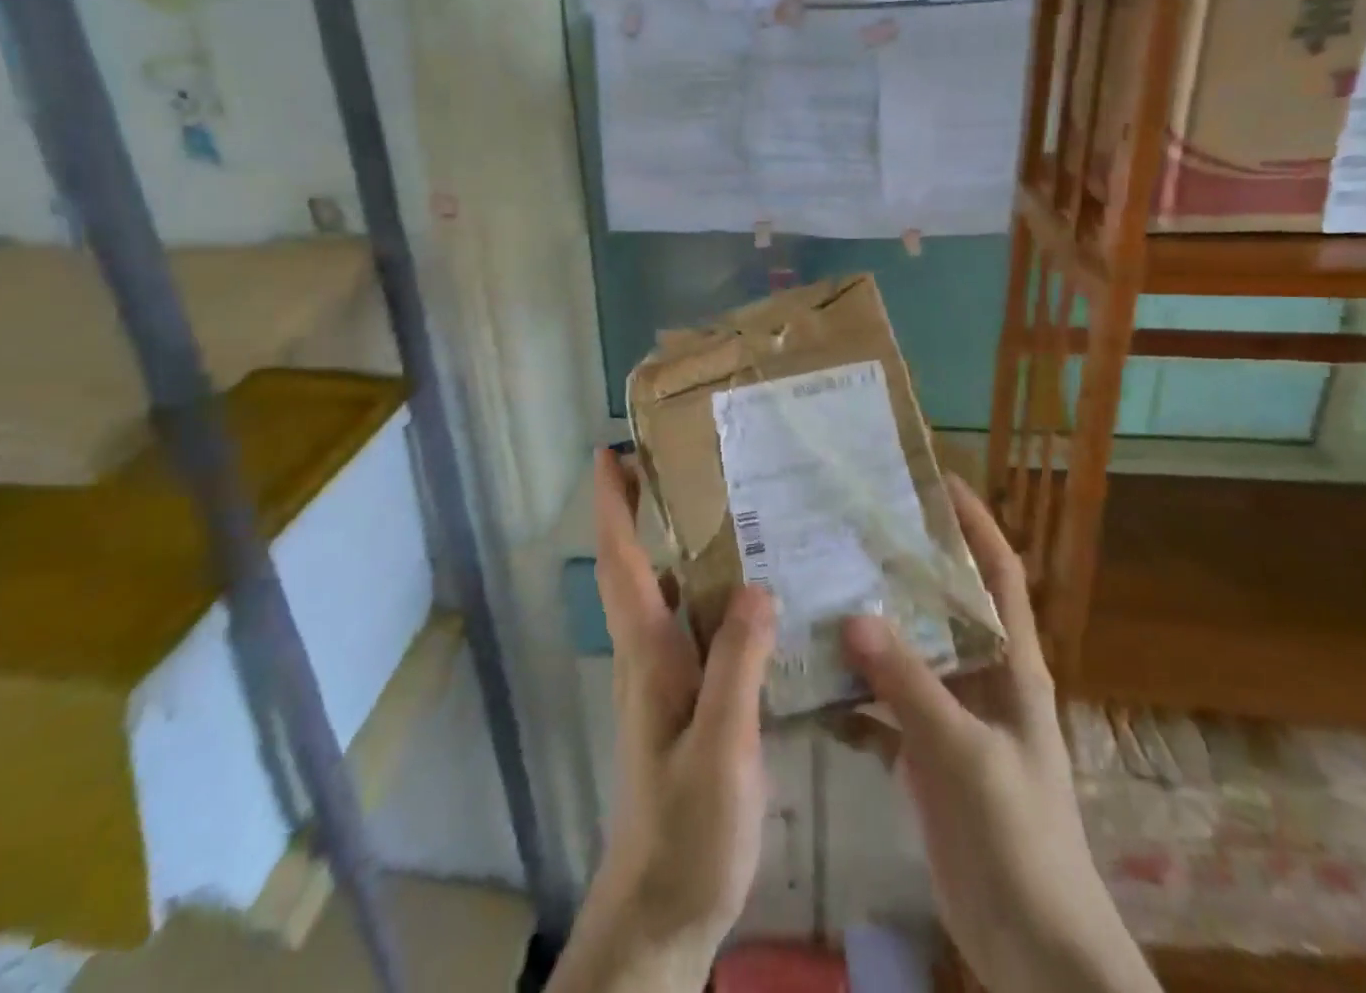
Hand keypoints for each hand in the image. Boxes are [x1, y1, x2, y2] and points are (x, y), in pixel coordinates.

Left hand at [550, 447, 776, 992]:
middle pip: (635, 566)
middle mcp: (647, 653)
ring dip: (674, 546)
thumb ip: (737, 667)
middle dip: (640, 510)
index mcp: (647, 653)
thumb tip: (756, 585)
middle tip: (679, 462)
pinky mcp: (683, 700)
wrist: (662, 912)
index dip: (612, 506)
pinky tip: (752, 594)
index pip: (621, 562)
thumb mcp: (720, 749)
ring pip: (662, 593)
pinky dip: (706, 593)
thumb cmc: (687, 830)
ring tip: (726, 509)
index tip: (609, 454)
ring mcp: (662, 679)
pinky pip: (691, 626)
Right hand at [842, 476, 1159, 992]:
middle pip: (943, 604)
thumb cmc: (1020, 838)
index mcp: (1012, 664)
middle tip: (850, 530)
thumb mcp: (966, 754)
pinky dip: (853, 696)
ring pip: (907, 654)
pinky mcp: (926, 754)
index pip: (999, 573)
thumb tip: (853, 615)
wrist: (1035, 951)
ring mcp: (953, 717)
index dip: (976, 523)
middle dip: (904, 567)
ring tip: (818, 590)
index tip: (936, 481)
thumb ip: (910, 685)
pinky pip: (883, 708)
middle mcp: (983, 678)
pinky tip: (812, 685)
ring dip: (869, 629)